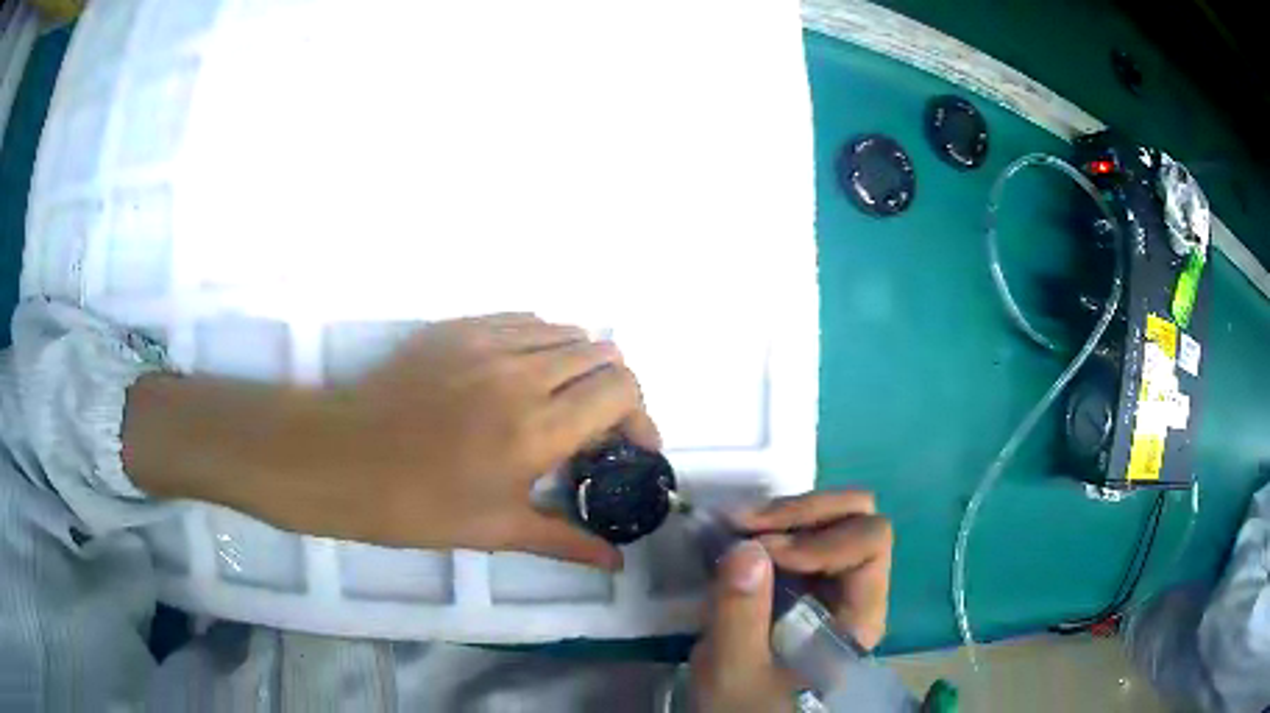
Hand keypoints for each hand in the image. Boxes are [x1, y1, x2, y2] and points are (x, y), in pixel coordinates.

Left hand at [333, 313, 658, 565]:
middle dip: (617, 392)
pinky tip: (525, 376)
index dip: (641, 418)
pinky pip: (525, 321)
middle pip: (603, 354)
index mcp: (536, 429)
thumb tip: (616, 563)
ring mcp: (488, 341)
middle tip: (599, 430)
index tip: (632, 449)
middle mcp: (522, 373)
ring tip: (563, 402)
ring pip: (566, 331)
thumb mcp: (497, 530)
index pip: (620, 391)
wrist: (342, 459)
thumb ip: (567, 540)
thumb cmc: (418, 506)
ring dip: (581, 366)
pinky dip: (543, 344)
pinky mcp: (460, 327)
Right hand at [689, 492, 891, 711]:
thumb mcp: (736, 671)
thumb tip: (747, 546)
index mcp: (858, 614)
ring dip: (782, 514)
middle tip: (745, 524)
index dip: (821, 538)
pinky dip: (768, 526)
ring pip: (830, 517)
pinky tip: (735, 536)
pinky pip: (798, 533)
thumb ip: (740, 616)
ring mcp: (828, 580)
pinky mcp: (801, 579)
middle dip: (801, 511)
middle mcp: (854, 588)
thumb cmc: (748, 707)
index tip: (764, 552)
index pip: (871, 543)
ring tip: (734, 527)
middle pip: (857, 516)